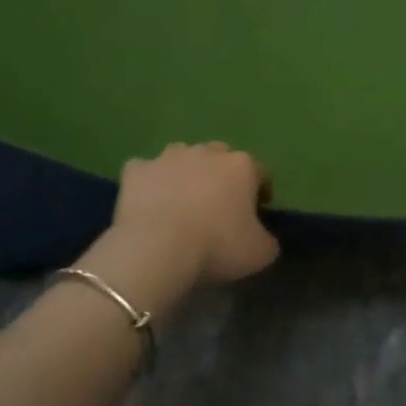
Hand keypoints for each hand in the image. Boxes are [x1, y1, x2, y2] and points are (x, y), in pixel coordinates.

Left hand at [83, 143, 278, 315]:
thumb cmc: (216, 247)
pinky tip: (148, 201)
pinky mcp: (137, 170)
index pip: (260, 173)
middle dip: (221, 176)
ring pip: (182, 156)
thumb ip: (268, 239)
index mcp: (242, 166)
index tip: (255, 213)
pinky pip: (145, 171)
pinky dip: (148, 182)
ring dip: (185, 172)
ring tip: (181, 201)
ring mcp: (169, 157)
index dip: (260, 192)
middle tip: (217, 206)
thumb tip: (263, 237)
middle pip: (220, 157)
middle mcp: (207, 152)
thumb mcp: (260, 253)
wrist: (157, 249)